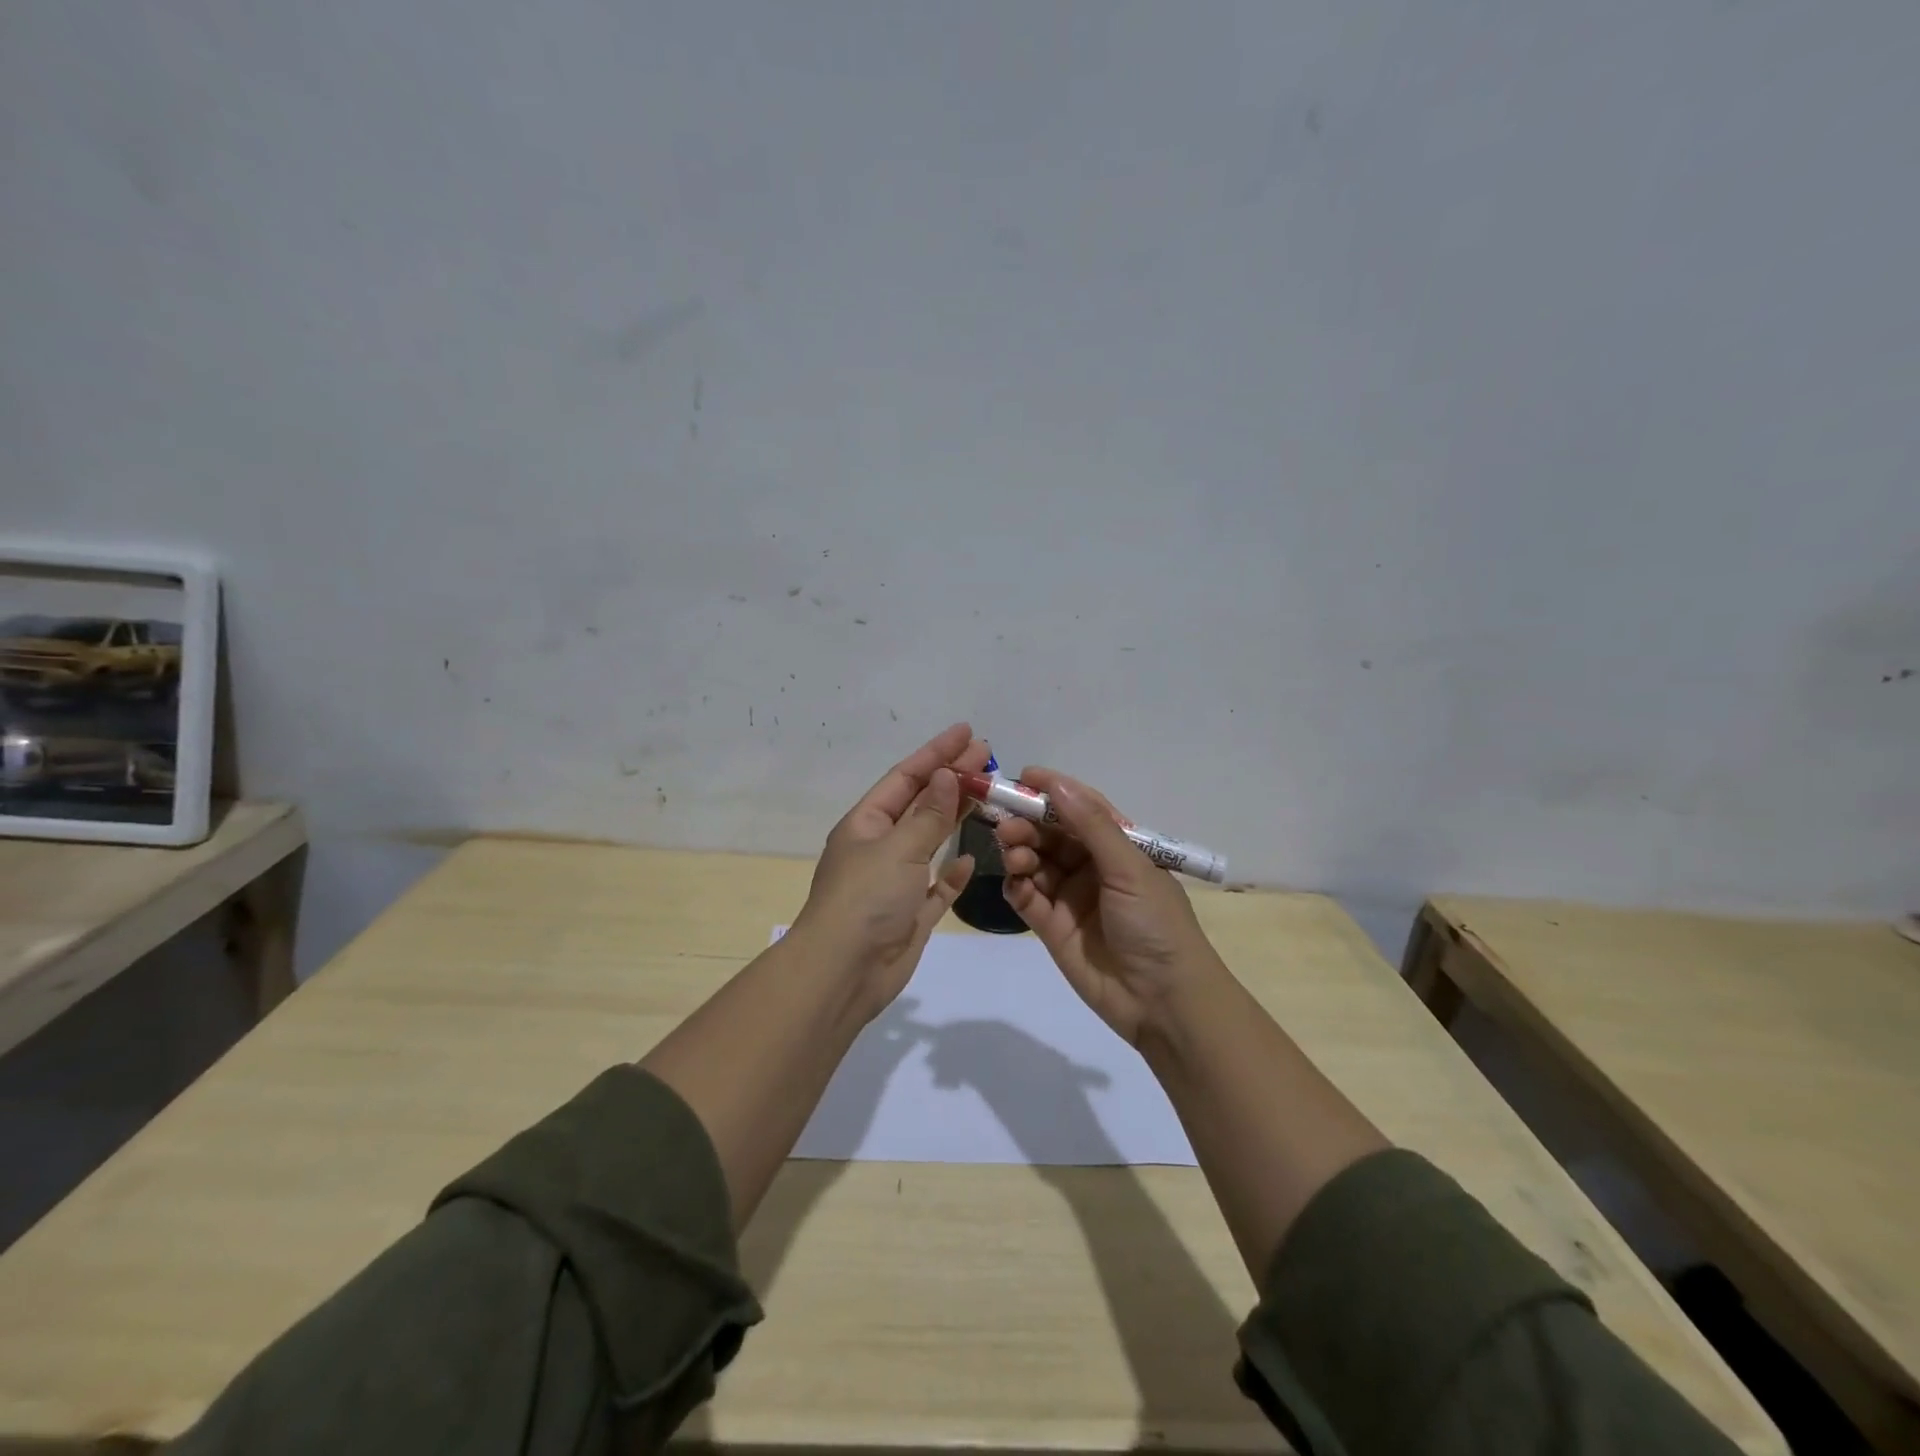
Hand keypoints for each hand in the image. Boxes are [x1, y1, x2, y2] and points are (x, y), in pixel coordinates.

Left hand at [791, 722, 987, 1016]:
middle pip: (921, 804)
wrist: (844, 973)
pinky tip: (971, 858)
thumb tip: (947, 775)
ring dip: (956, 817)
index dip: (936, 752)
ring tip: (989, 794)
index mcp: (867, 824)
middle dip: (952, 779)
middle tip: (988, 756)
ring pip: (931, 840)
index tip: (967, 733)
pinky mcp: (911, 913)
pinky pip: (937, 885)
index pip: (906, 777)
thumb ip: (928, 815)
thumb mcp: (898, 848)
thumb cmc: (866, 899)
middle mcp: (880, 847)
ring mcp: (896, 881)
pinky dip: (953, 872)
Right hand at [996, 768, 1220, 1045]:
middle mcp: (1092, 867)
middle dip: (1028, 823)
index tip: (1023, 776)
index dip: (1054, 791)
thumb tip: (1057, 784)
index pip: (1082, 808)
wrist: (1164, 1002)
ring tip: (1013, 853)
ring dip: (1020, 851)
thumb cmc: (1156, 925)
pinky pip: (1027, 897)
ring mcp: (1071, 897)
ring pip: (1035, 862)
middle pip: (1052, 834)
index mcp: (1119, 847)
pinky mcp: (1052, 927)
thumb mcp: (1130, 869)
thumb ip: (1091, 826)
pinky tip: (1015, 883)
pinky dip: (1017, 885)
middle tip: (1005, 822)